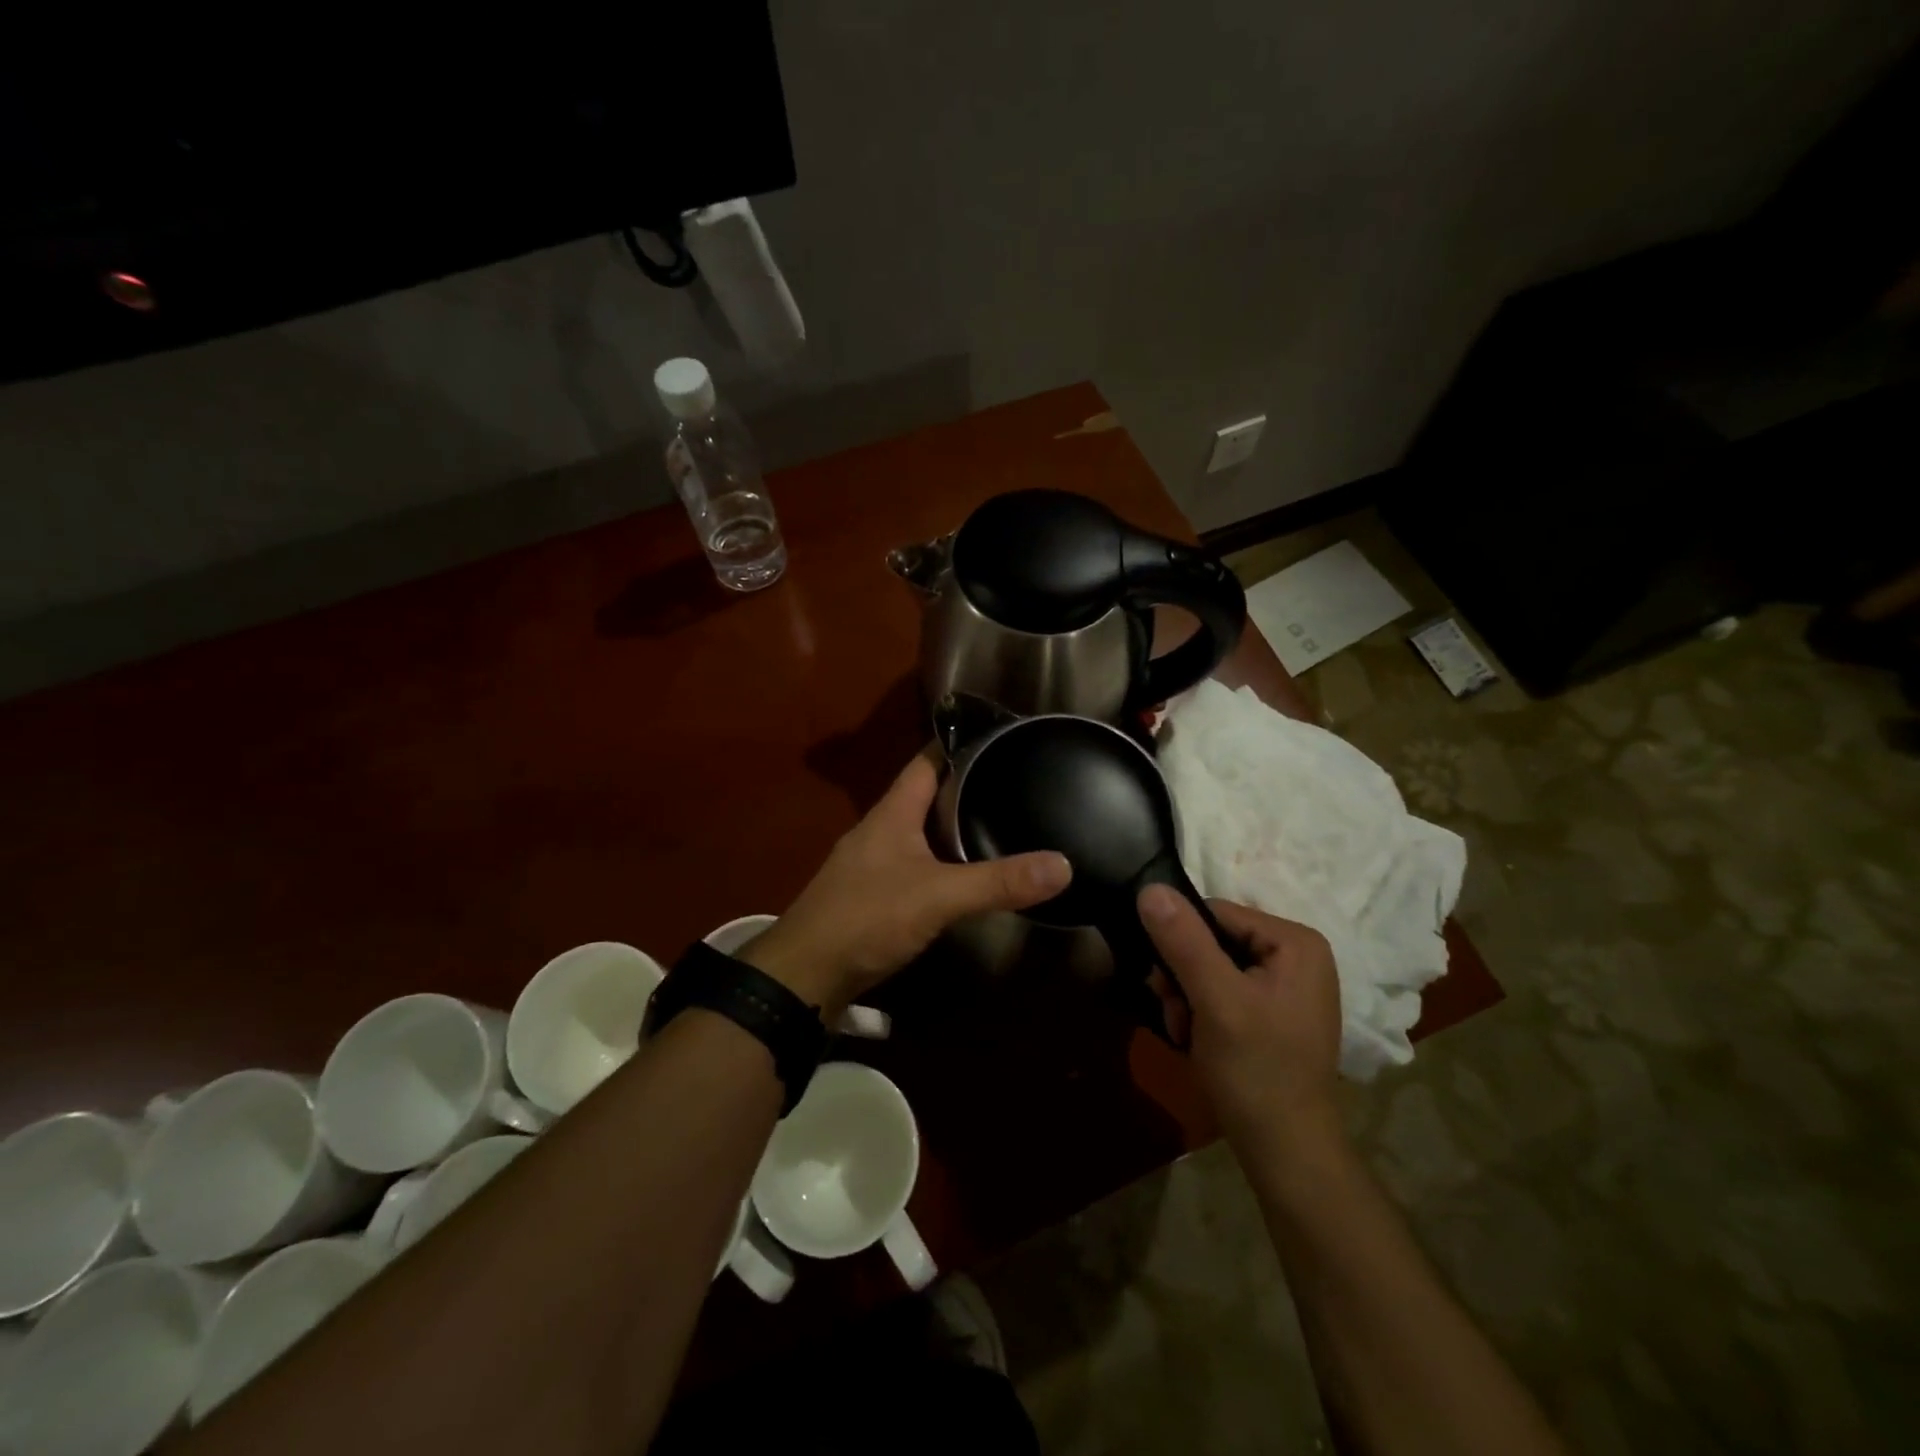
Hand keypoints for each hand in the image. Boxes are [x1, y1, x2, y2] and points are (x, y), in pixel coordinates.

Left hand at [742, 752, 1071, 1015]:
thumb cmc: (867, 918)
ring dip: (954, 826)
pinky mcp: (873, 894)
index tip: (999, 737)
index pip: (927, 760)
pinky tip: (967, 873)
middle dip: (966, 786)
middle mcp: (881, 829)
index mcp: (892, 812)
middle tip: (1014, 782)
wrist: (805, 975)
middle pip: (926, 794)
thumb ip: (997, 881)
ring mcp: (873, 862)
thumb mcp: (938, 896)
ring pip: (921, 831)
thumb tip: (1063, 864)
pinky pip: (915, 863)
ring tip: (1001, 821)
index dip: (959, 744)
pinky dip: (943, 860)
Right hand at [1138, 886, 1343, 1154]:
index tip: (1165, 986)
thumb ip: (1184, 941)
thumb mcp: (1215, 1000)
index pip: (1215, 913)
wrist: (1284, 1152)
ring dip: (1186, 997)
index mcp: (1295, 942)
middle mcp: (1296, 955)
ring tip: (1185, 1033)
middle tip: (1176, 1015)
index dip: (1181, 943)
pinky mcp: (1273, 1012)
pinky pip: (1222, 990)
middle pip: (1212, 940)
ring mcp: (1286, 985)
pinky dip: (1201, 1012)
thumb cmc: (1256, 1071)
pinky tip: (1197, 1040)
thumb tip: (1150, 888)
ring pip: (1211, 966)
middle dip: (1183, 977)